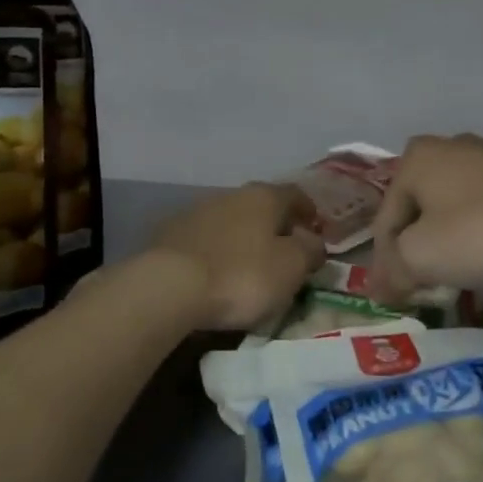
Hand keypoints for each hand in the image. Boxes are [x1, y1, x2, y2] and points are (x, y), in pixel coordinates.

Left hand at [149, 183, 325, 330]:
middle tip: (283, 250)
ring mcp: (195, 212)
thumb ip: (310, 251)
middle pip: (260, 206)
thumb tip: (313, 241)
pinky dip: (215, 251)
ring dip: (242, 238)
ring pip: (229, 221)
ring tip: (247, 265)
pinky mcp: (168, 235)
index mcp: (264, 197)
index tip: (314, 229)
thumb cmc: (241, 275)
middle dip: (273, 225)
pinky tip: (215, 272)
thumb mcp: (290, 268)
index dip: (308, 211)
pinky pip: (203, 240)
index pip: (295, 194)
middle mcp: (229, 195)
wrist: (168, 287)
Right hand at [367, 135, 482, 301]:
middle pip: (419, 212)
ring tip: (459, 277)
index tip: (395, 298)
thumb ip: (393, 272)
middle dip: (418, 250)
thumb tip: (379, 289)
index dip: (385, 264)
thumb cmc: (482, 229)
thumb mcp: (422, 257)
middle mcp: (448, 148)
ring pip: (454, 211)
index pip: (385, 221)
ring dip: (451, 243)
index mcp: (415, 159)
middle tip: (424, 286)